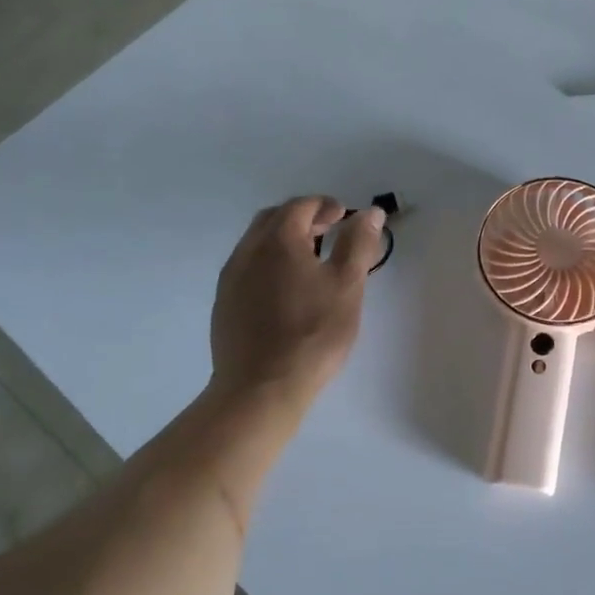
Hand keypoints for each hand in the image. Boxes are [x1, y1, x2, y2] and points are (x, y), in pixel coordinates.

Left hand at [209, 196, 386, 408]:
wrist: (260, 388)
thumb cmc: (312, 334)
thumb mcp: (347, 286)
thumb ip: (358, 244)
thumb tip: (370, 212)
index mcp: (278, 240)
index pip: (301, 206)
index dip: (325, 205)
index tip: (345, 216)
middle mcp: (248, 250)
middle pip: (274, 219)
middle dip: (302, 217)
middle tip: (328, 231)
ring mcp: (231, 278)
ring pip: (257, 243)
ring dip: (283, 240)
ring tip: (310, 261)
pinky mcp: (224, 304)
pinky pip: (248, 268)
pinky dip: (269, 263)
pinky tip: (285, 290)